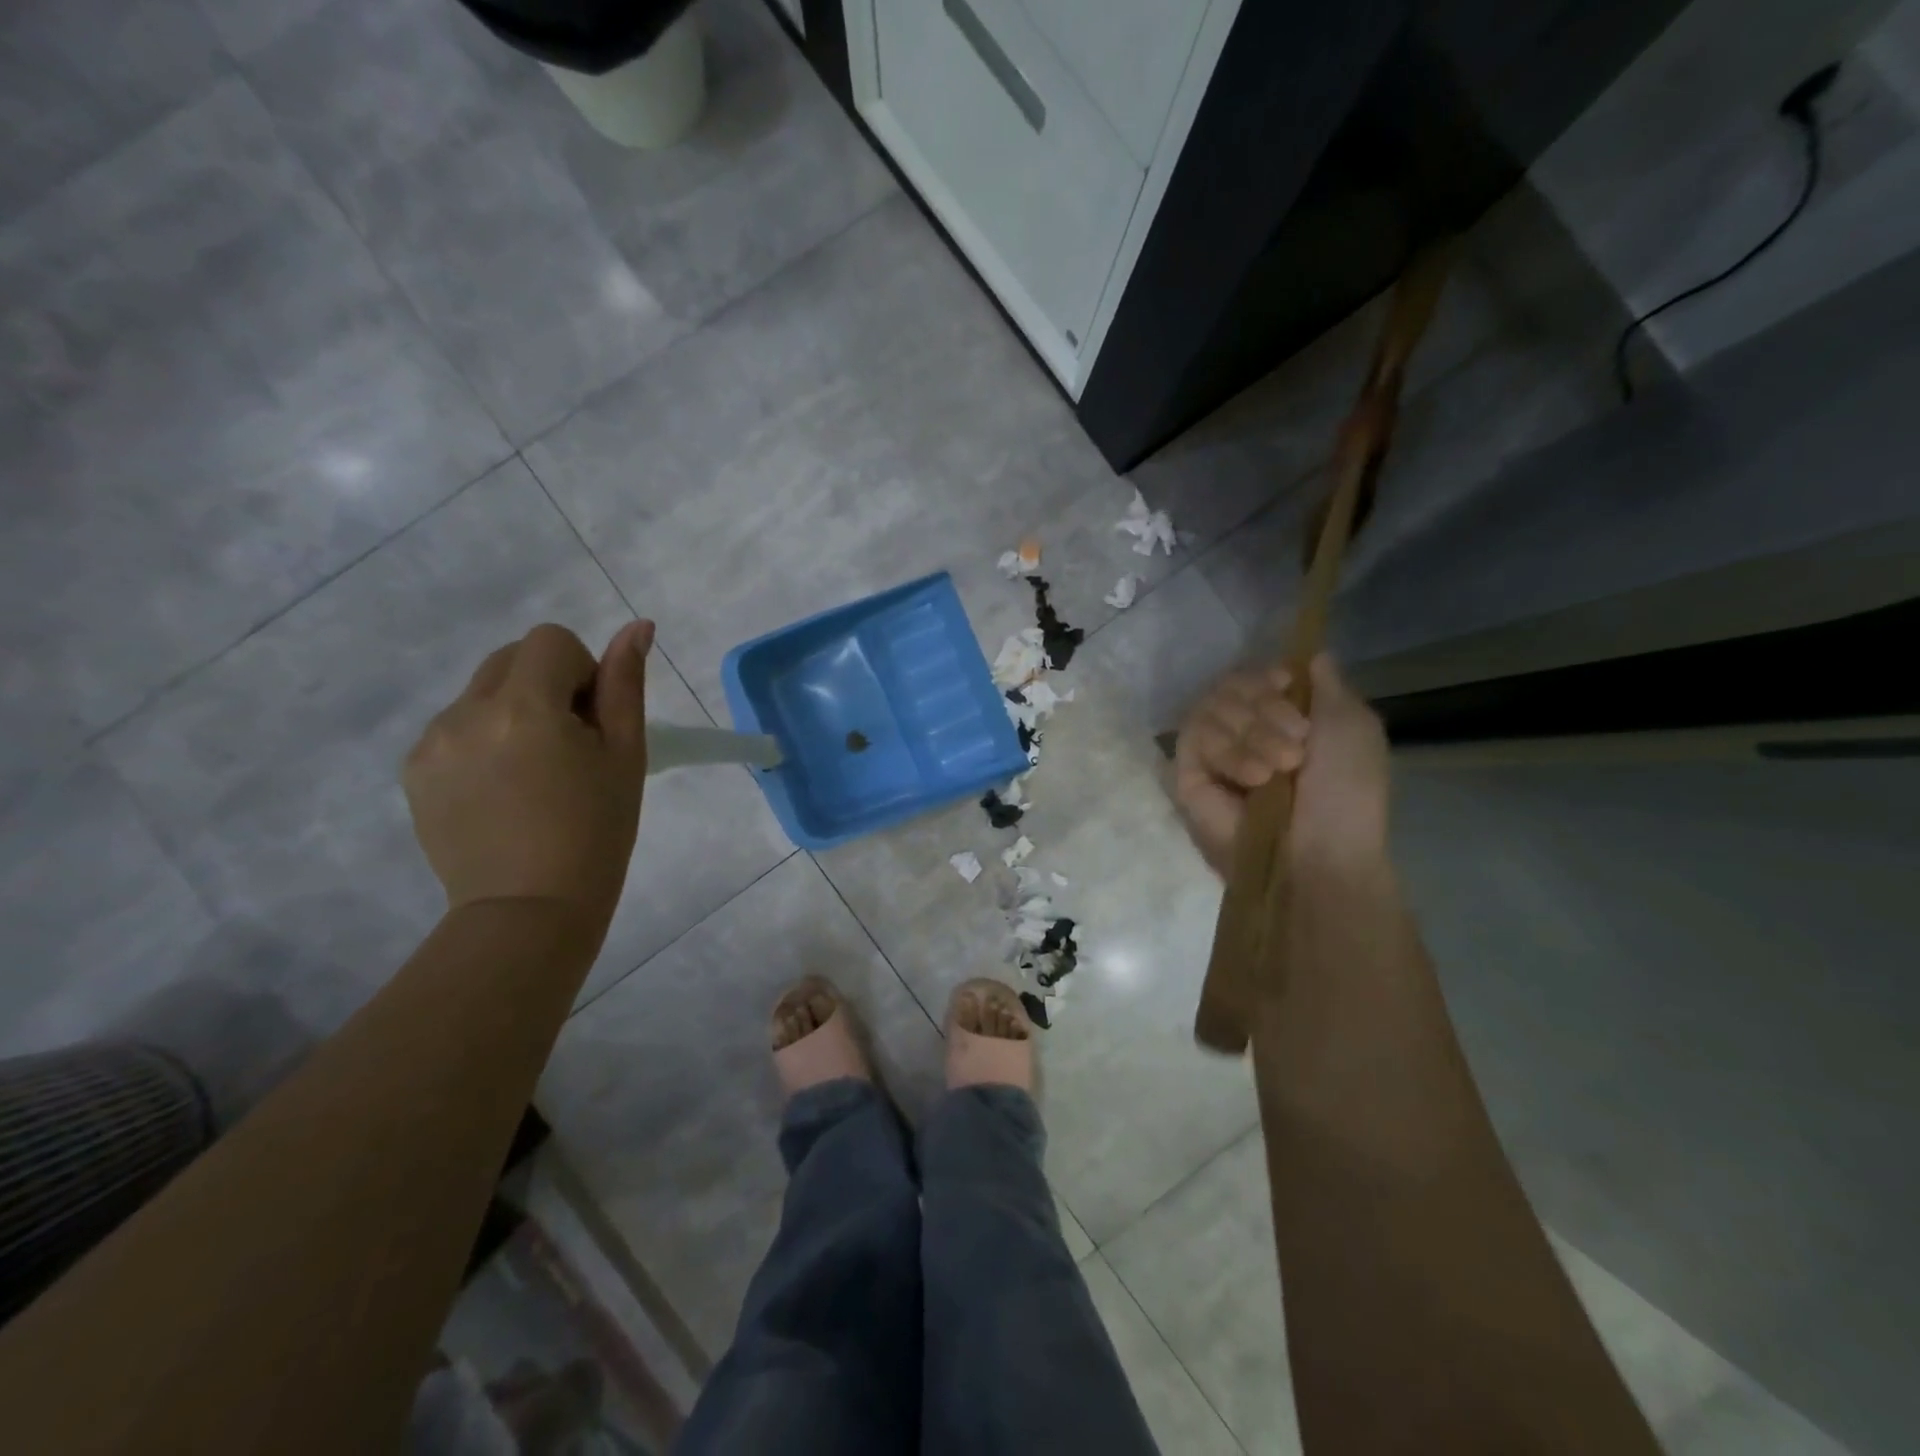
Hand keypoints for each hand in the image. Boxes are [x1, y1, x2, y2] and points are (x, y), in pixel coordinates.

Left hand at [404, 620, 653, 941]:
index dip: (581, 671)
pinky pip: (455, 728)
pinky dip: (483, 741)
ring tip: (533, 776)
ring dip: (513, 713)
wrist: (531, 909)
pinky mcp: (414, 771)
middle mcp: (466, 713)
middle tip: (569, 747)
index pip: (550, 641)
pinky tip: (501, 791)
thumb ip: (625, 685)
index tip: (592, 722)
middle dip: (546, 685)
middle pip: (511, 658)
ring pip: (481, 693)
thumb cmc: (597, 832)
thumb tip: (636, 626)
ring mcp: (432, 743)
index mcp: (525, 707)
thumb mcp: (625, 755)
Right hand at [1173, 654, 1389, 876]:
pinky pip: (1193, 735)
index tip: (1285, 683)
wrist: (1319, 853)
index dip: (1265, 674)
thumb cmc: (1346, 795)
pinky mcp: (1187, 775)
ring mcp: (1213, 753)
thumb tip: (1310, 652)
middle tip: (1297, 744)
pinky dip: (1228, 750)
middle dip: (1265, 706)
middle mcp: (1243, 731)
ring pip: (1210, 705)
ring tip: (1278, 769)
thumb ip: (1329, 686)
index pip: (1253, 675)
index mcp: (1281, 719)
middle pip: (1229, 683)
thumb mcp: (1354, 729)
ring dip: (1251, 732)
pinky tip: (1254, 776)